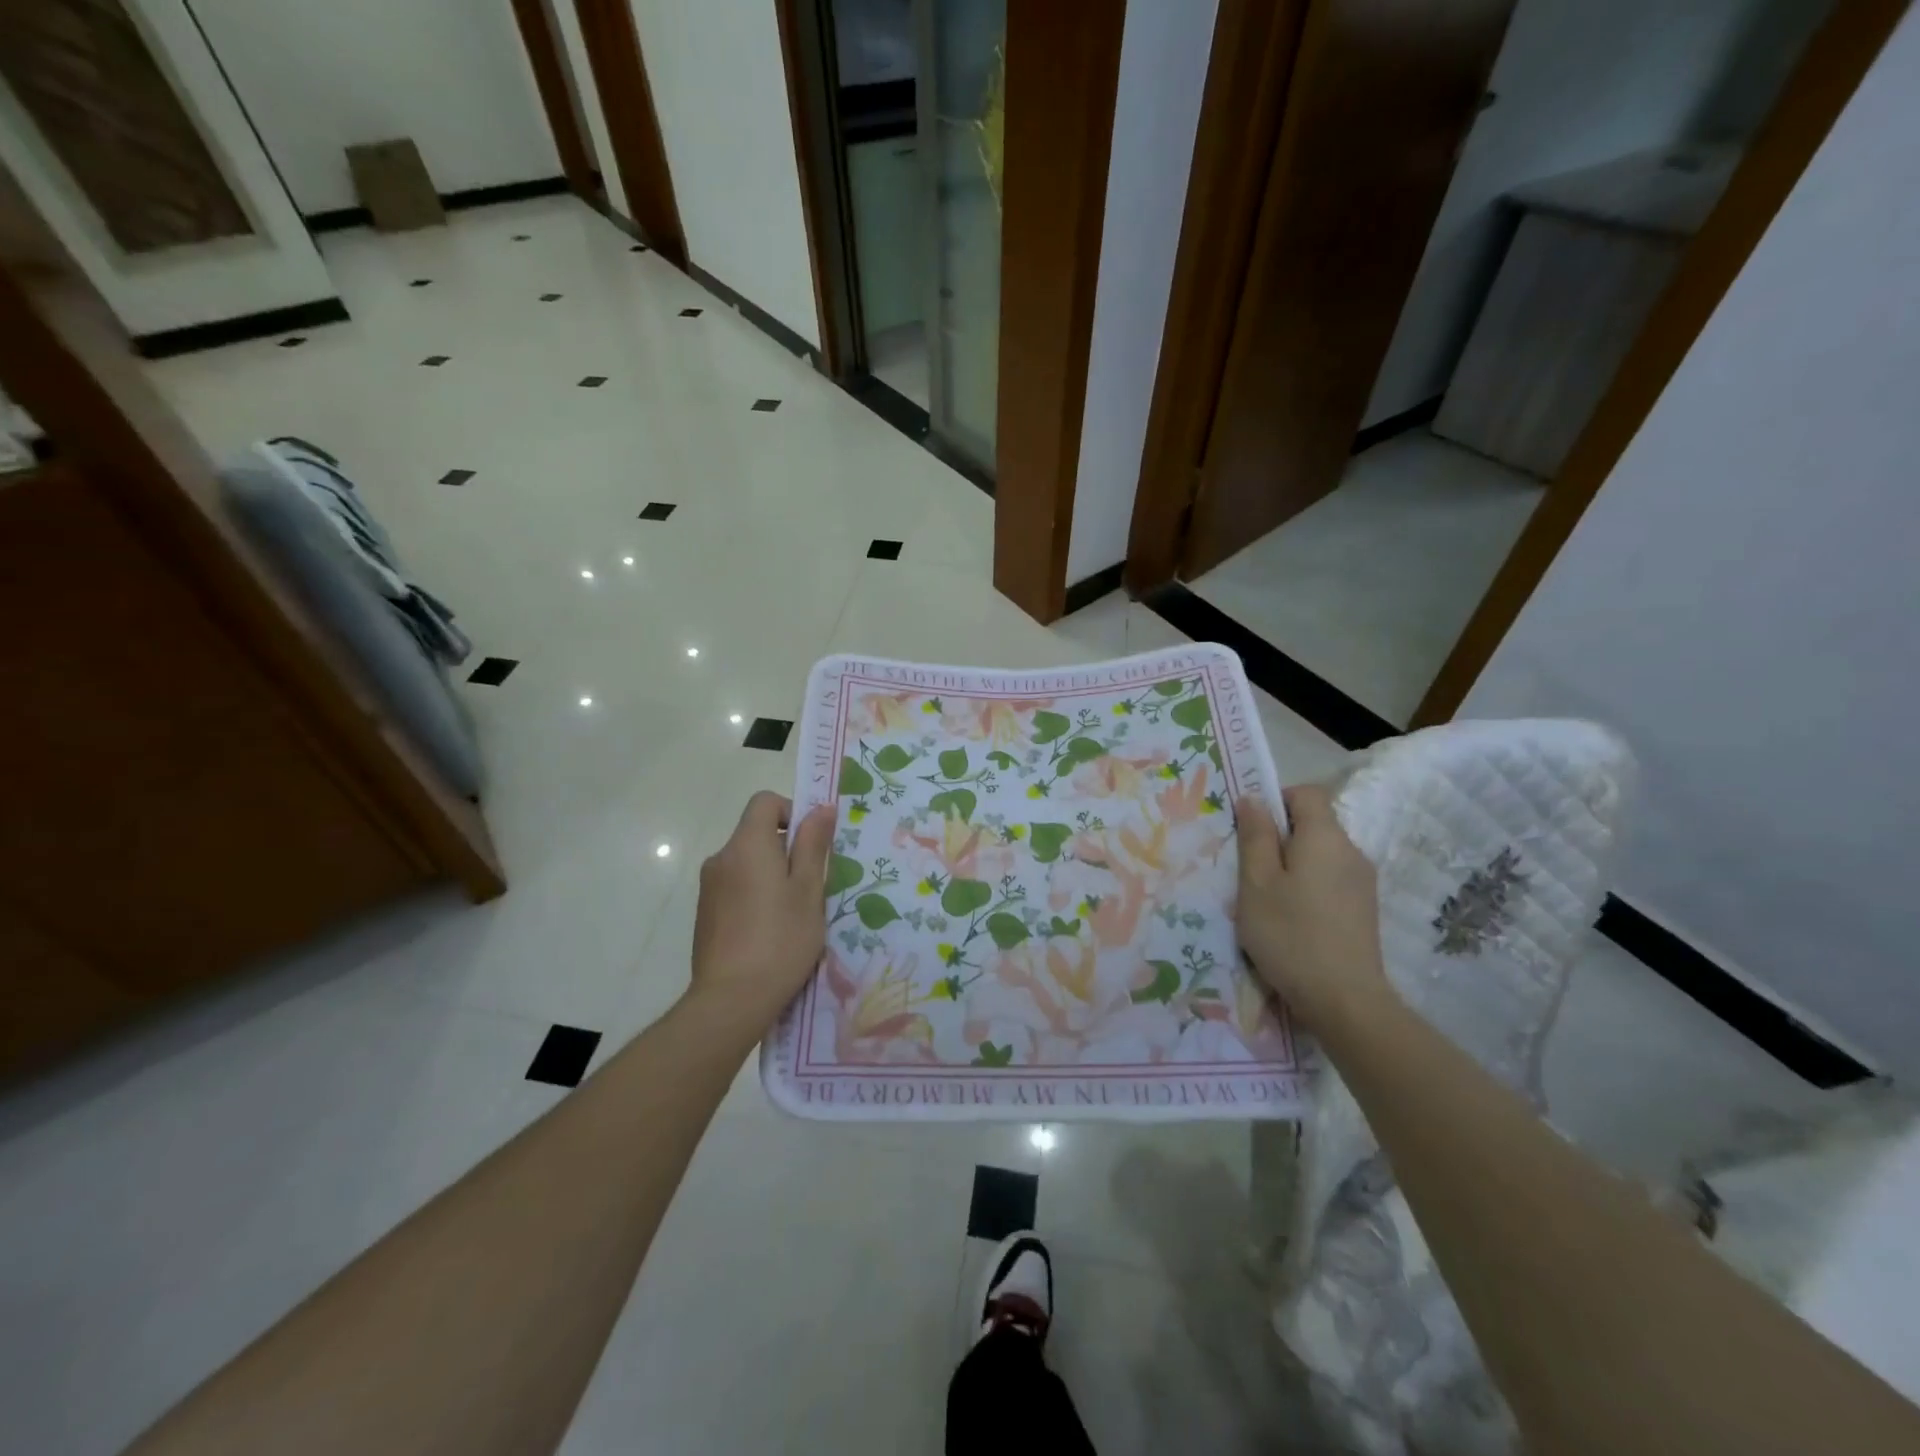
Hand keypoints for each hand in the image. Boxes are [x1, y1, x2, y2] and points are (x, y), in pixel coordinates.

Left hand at [689, 792, 835, 1030]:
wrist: (731, 1000)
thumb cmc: (780, 940)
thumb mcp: (808, 890)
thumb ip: (813, 845)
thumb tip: (821, 807)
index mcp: (746, 846)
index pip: (764, 802)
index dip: (792, 811)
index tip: (811, 843)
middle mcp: (721, 858)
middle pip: (756, 834)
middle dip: (786, 850)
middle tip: (812, 886)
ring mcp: (709, 888)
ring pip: (747, 863)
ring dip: (771, 875)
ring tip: (793, 914)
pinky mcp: (705, 914)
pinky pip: (736, 887)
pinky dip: (755, 895)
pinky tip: (770, 932)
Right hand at [1235, 785, 1388, 1031]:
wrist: (1345, 1000)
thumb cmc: (1290, 934)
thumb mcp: (1256, 883)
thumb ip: (1255, 836)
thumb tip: (1253, 798)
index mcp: (1325, 837)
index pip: (1306, 793)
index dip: (1276, 800)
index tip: (1251, 827)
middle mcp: (1351, 851)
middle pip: (1314, 824)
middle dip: (1280, 837)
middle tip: (1249, 869)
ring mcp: (1362, 882)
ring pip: (1321, 855)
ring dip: (1293, 865)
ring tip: (1267, 899)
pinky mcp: (1364, 909)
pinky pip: (1331, 880)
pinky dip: (1309, 887)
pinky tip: (1292, 919)